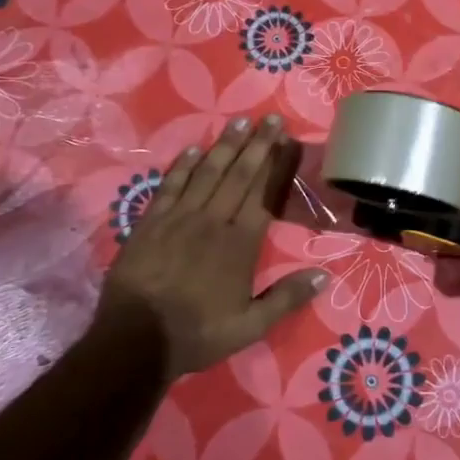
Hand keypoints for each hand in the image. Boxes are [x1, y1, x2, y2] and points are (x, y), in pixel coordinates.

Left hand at [92, 114, 324, 380]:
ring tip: (240, 122)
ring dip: (225, 146)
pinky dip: (184, 166)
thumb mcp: (250, 326)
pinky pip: (170, 186)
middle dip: (257, 145)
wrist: (135, 341)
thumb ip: (286, 299)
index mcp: (240, 244)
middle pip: (239, 176)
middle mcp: (213, 222)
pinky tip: (195, 149)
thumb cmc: (197, 333)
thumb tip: (324, 276)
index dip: (277, 166)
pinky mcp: (151, 222)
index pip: (264, 195)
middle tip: (271, 119)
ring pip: (207, 174)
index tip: (288, 141)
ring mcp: (179, 218)